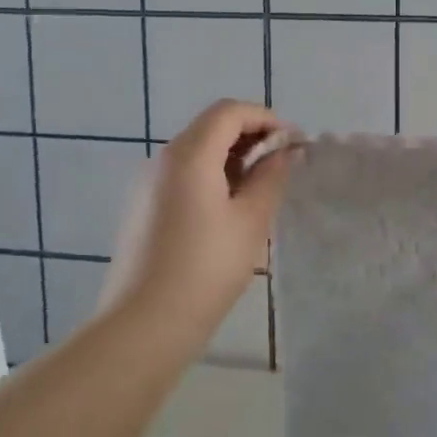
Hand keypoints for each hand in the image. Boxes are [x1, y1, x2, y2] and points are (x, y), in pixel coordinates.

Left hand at [98, 101, 297, 338]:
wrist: (144, 324)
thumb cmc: (206, 268)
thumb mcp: (251, 221)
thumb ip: (272, 178)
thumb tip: (285, 152)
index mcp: (189, 155)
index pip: (229, 112)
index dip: (265, 118)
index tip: (293, 142)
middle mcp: (162, 160)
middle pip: (210, 127)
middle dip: (250, 136)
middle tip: (283, 163)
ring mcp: (147, 184)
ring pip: (196, 151)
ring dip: (232, 156)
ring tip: (262, 186)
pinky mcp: (143, 208)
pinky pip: (182, 175)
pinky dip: (212, 175)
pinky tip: (231, 207)